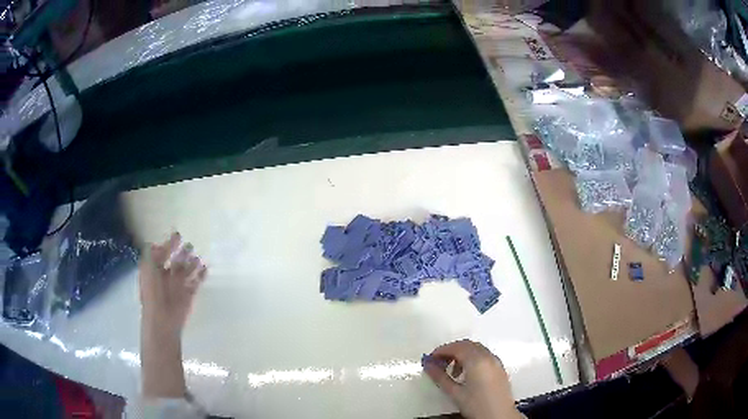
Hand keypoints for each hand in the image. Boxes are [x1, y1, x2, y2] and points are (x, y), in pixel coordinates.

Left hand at [139, 232, 206, 336]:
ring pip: (187, 270)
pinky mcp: (189, 294)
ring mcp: (178, 285)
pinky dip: (201, 275)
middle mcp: (166, 276)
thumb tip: (158, 244)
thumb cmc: (152, 292)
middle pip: (176, 261)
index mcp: (155, 270)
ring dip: (192, 262)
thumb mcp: (148, 267)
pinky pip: (197, 282)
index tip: (177, 235)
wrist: (162, 318)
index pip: (162, 254)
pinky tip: (205, 267)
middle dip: (182, 252)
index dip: (168, 244)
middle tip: (190, 245)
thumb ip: (152, 253)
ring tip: (197, 256)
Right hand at [424, 340, 520, 418]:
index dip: (441, 351)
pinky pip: (484, 355)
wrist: (499, 416)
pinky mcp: (500, 368)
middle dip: (451, 351)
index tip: (430, 359)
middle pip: (467, 345)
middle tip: (438, 363)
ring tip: (452, 372)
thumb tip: (428, 365)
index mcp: (477, 361)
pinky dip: (472, 359)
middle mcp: (488, 357)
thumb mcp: (455, 393)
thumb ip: (440, 377)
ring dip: (462, 355)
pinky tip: (466, 374)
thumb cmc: (477, 406)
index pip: (457, 347)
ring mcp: (496, 362)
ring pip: (476, 349)